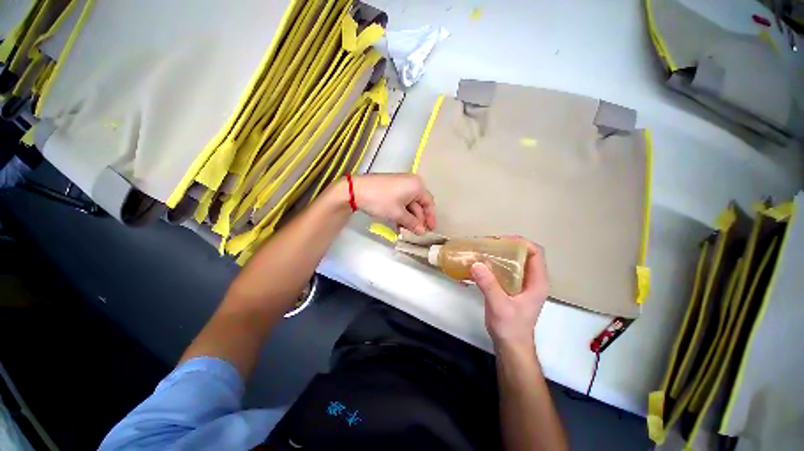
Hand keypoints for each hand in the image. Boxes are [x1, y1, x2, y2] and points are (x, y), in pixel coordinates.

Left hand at [351, 174, 435, 233]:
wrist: (356, 190)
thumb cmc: (381, 200)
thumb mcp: (398, 214)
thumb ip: (412, 223)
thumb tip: (422, 232)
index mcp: (417, 186)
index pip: (428, 203)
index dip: (430, 218)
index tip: (430, 230)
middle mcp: (411, 183)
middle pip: (419, 204)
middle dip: (417, 220)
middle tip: (416, 233)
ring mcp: (401, 185)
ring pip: (409, 205)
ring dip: (408, 219)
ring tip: (405, 232)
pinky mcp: (392, 188)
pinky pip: (401, 202)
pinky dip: (401, 213)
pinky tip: (398, 225)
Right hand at [471, 238, 548, 345]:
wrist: (510, 345)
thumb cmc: (511, 327)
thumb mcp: (500, 306)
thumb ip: (489, 285)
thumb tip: (476, 264)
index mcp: (537, 282)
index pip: (536, 253)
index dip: (521, 242)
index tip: (501, 240)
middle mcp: (531, 279)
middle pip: (523, 254)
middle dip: (507, 246)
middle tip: (488, 244)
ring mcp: (521, 283)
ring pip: (513, 261)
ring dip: (500, 254)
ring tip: (483, 251)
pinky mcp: (511, 287)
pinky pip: (505, 269)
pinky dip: (494, 263)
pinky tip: (481, 264)